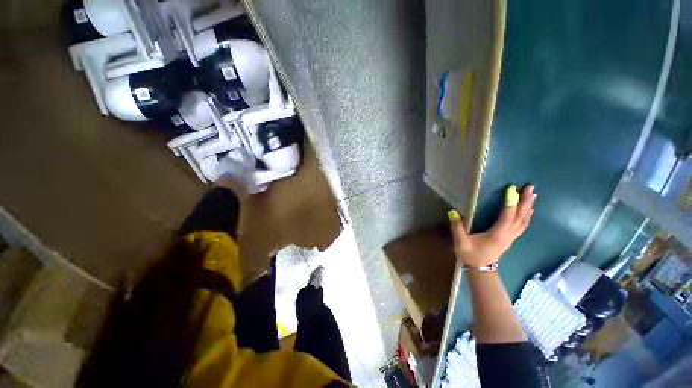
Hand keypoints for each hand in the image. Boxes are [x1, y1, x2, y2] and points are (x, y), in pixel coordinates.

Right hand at [449, 185, 536, 266]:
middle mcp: (508, 234)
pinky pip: (522, 225)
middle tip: (530, 188)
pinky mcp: (510, 238)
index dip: (510, 203)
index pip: (507, 216)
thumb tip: (452, 212)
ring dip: (528, 207)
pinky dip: (526, 215)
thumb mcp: (461, 242)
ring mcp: (511, 237)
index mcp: (497, 234)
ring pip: (524, 220)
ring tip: (532, 195)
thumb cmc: (471, 255)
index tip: (511, 189)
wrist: (481, 270)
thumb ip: (457, 227)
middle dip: (525, 202)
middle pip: (520, 217)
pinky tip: (528, 210)